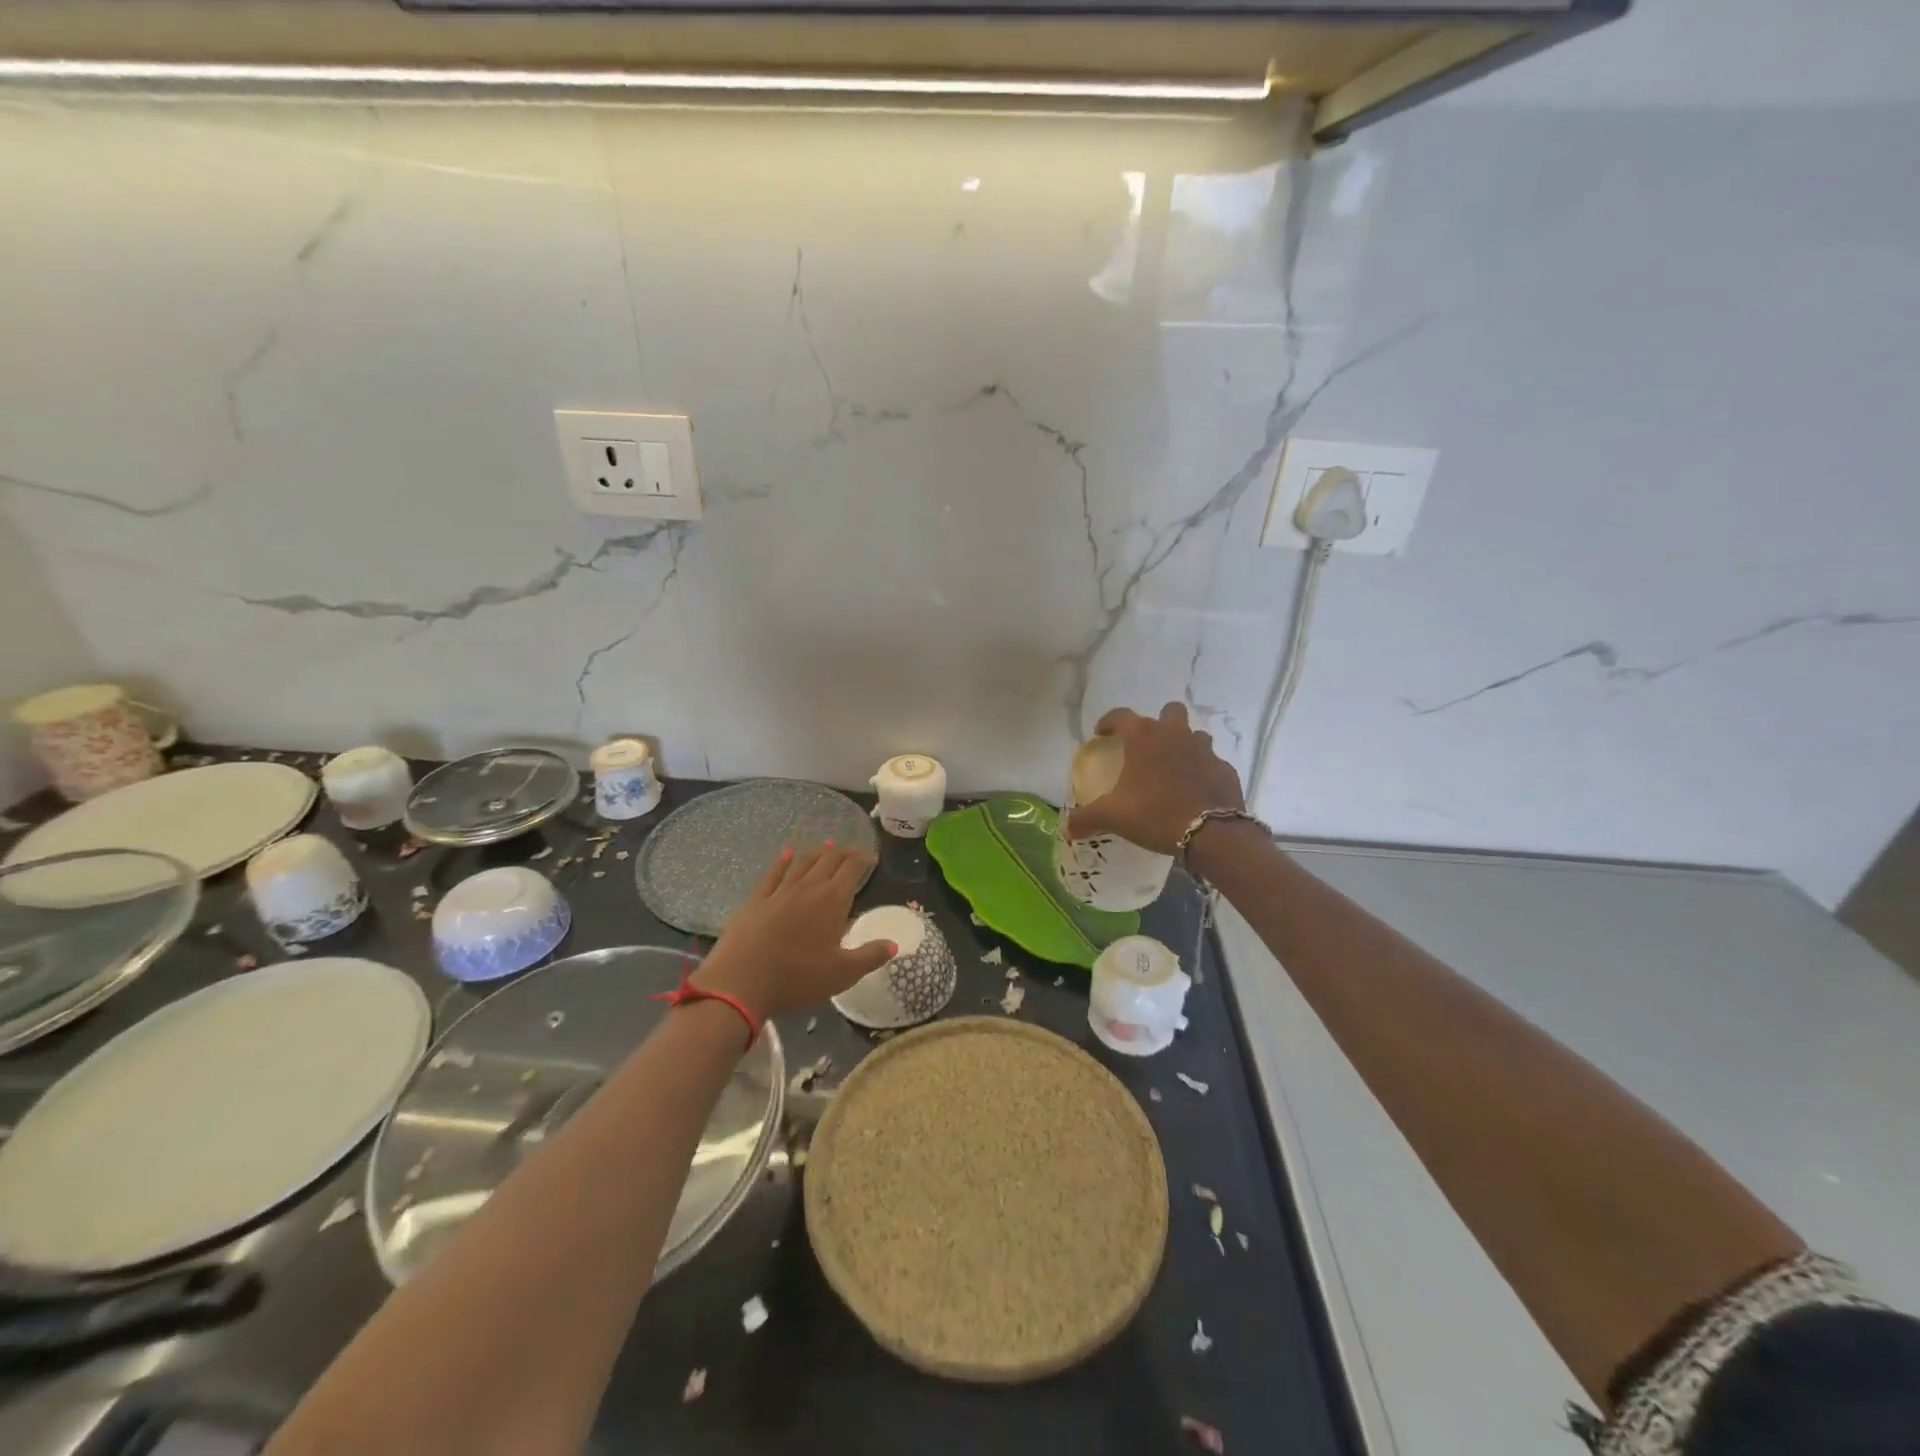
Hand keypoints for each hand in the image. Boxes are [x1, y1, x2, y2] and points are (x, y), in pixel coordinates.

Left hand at [693, 844, 892, 1022]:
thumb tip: (893, 943)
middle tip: (853, 853)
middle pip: (829, 860)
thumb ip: (870, 956)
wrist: (741, 983)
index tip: (872, 858)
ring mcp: (780, 891)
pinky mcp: (756, 900)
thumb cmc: (798, 978)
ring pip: (803, 862)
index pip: (852, 868)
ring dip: (817, 852)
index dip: (863, 859)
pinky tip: (787, 853)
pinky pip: (773, 873)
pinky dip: (783, 860)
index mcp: (833, 901)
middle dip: (844, 853)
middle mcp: (808, 888)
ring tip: (827, 846)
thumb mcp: (842, 974)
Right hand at [1062, 702, 1245, 855]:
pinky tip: (1194, 790)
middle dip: (1159, 723)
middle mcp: (1175, 734)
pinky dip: (1202, 771)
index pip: (1121, 716)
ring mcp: (1205, 750)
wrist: (1212, 834)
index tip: (1101, 734)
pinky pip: (1211, 762)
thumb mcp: (1114, 817)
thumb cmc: (1155, 814)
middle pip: (1169, 712)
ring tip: (1172, 768)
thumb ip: (1087, 819)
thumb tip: (1065, 828)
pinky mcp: (1226, 769)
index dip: (1109, 722)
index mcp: (1144, 737)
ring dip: (1183, 744)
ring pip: (1194, 735)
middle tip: (1146, 746)